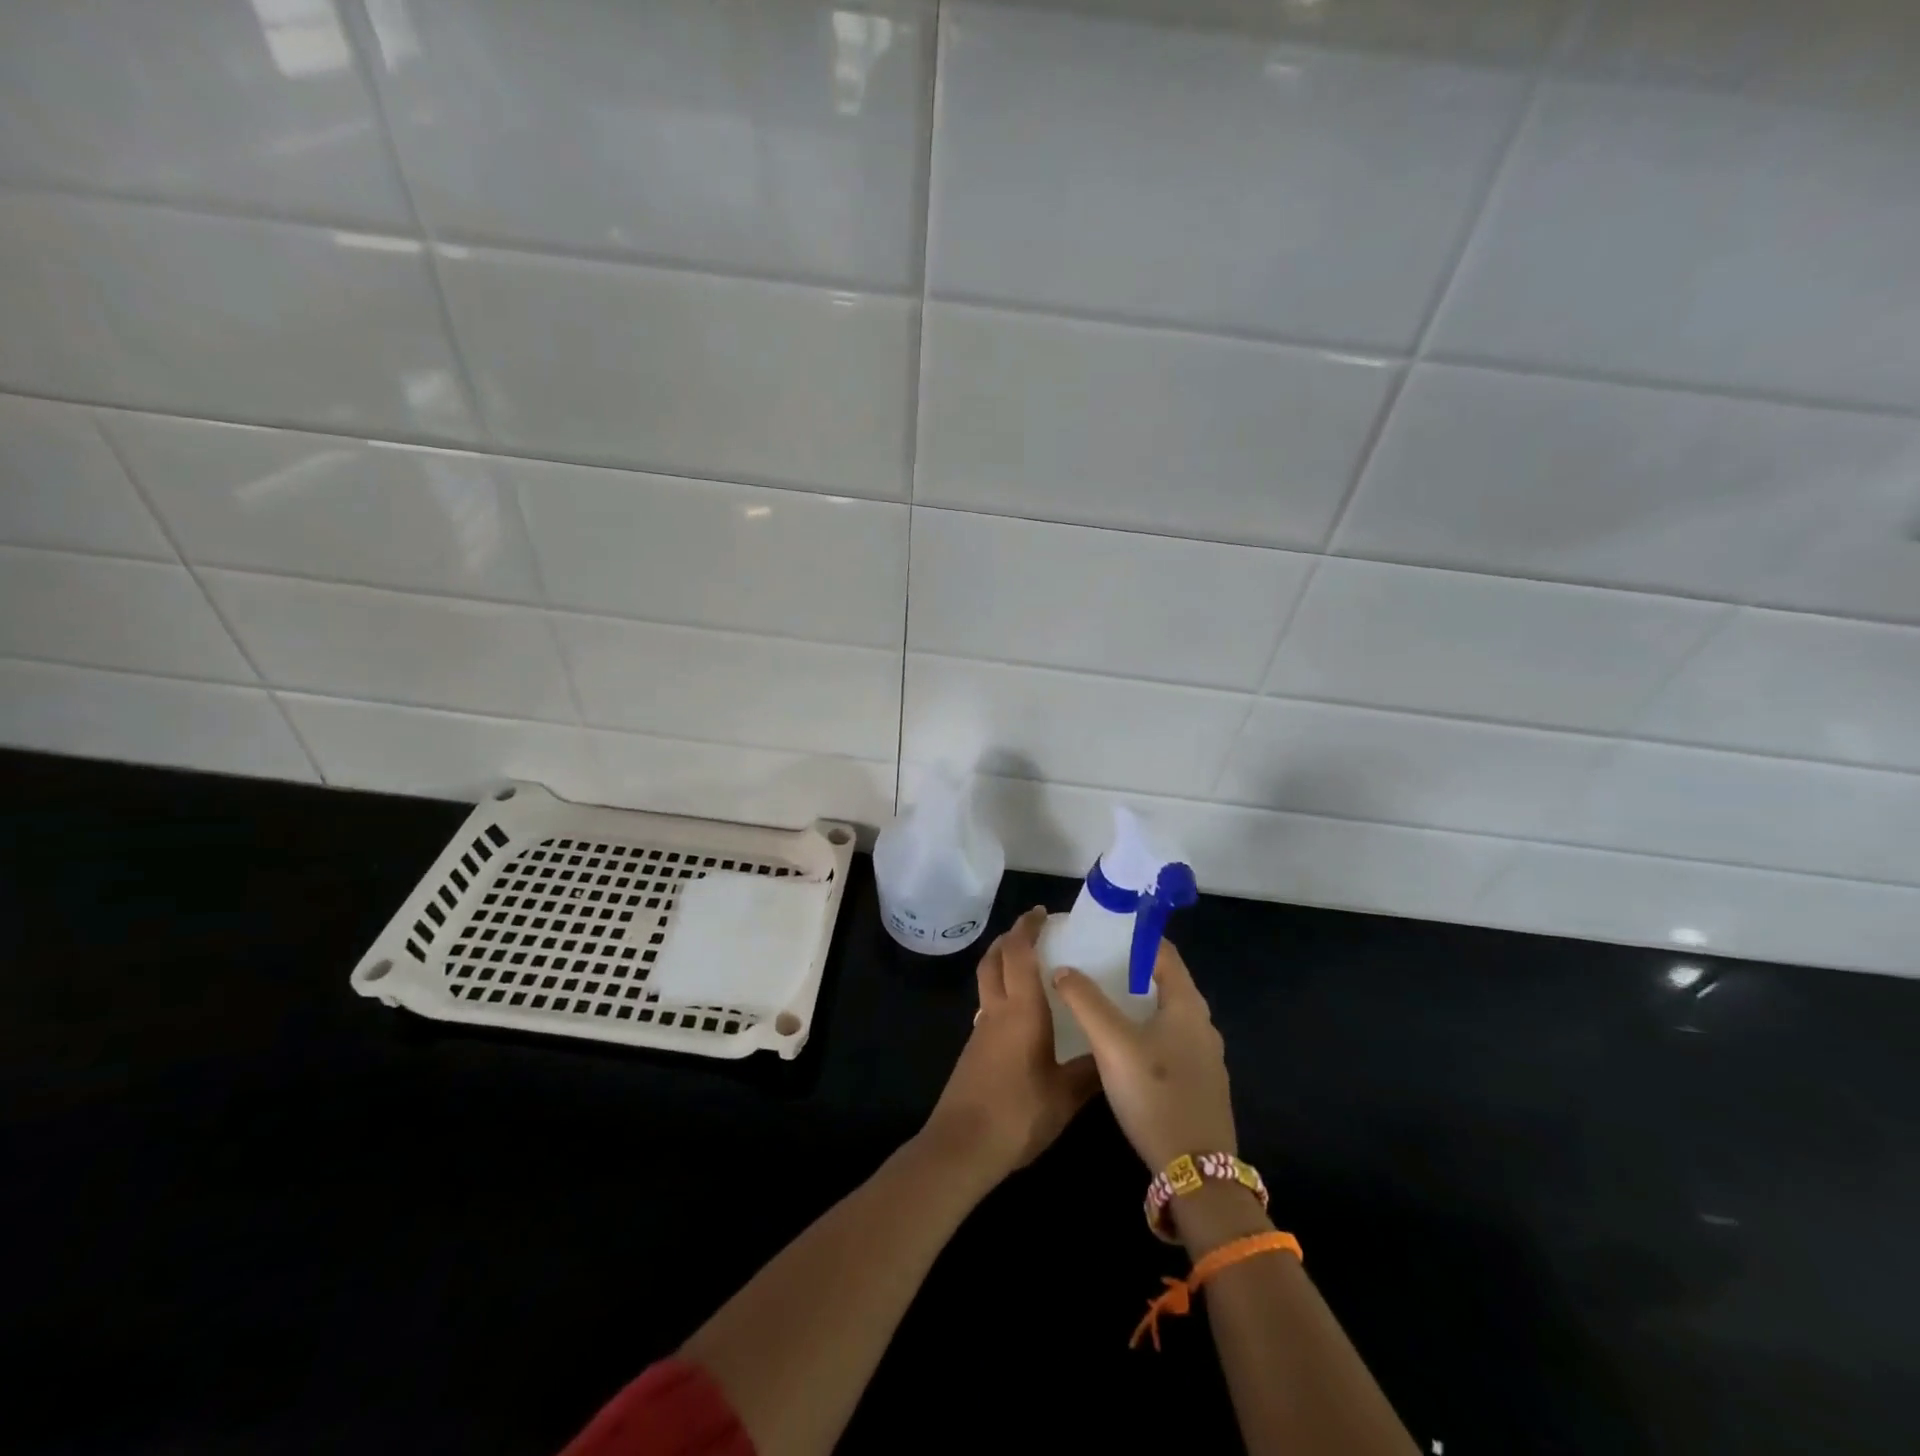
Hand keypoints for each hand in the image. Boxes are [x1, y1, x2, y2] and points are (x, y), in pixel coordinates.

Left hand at [924, 907, 1099, 1183]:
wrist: (962, 1146)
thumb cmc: (1018, 1114)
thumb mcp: (1065, 1096)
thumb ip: (1089, 1071)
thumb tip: (1111, 1052)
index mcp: (1021, 1011)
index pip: (1019, 954)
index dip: (1027, 928)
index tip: (1041, 912)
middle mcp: (997, 1011)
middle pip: (994, 960)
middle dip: (1010, 939)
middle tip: (1033, 930)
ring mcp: (980, 1030)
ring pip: (987, 981)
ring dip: (1003, 964)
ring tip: (1031, 967)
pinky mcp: (974, 1050)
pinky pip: (988, 1006)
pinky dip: (1002, 992)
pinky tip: (1023, 1015)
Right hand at [1052, 939, 1236, 1173]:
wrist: (1197, 1173)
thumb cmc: (1156, 1094)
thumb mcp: (1112, 1043)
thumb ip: (1085, 1002)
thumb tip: (1063, 969)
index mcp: (1187, 1005)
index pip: (1163, 952)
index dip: (1134, 937)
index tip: (1102, 931)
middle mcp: (1201, 1024)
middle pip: (1164, 981)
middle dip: (1129, 968)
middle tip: (1091, 962)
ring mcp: (1203, 1056)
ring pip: (1165, 1013)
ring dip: (1135, 1001)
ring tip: (1097, 998)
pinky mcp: (1198, 1083)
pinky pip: (1168, 1040)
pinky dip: (1144, 1029)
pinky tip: (1118, 1043)